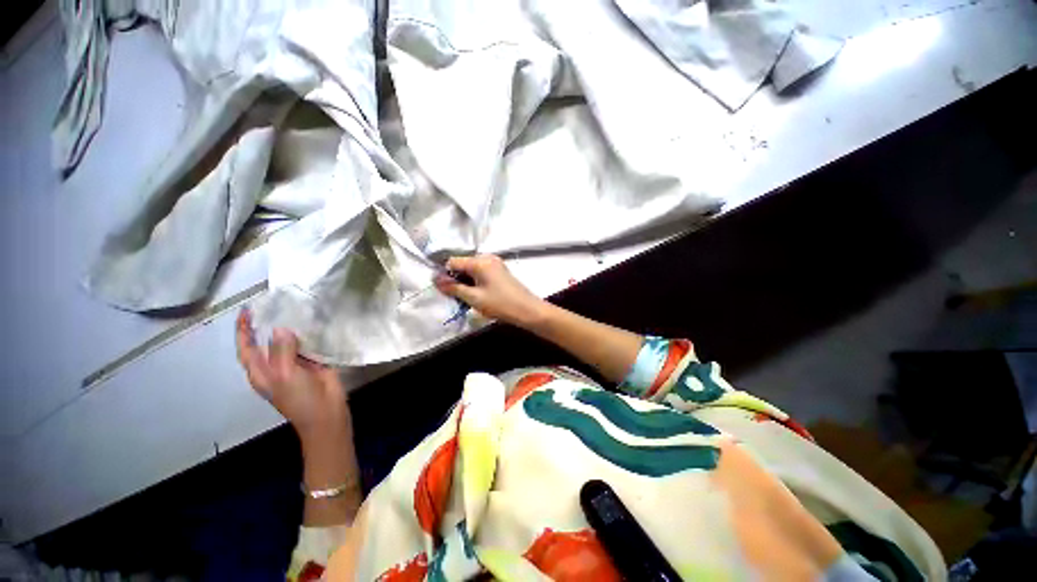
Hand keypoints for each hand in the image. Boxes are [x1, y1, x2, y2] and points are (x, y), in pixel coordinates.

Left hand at [235, 309, 349, 442]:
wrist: (327, 412)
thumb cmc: (299, 398)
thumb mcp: (285, 375)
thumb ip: (281, 351)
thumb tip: (279, 328)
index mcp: (261, 371)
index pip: (246, 348)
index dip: (243, 330)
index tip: (247, 311)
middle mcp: (276, 365)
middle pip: (268, 341)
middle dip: (268, 324)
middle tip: (275, 303)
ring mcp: (296, 363)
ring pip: (290, 341)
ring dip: (292, 327)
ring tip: (296, 307)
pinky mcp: (315, 361)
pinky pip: (310, 344)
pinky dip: (311, 333)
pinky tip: (316, 321)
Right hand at [434, 255, 547, 327]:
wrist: (527, 310)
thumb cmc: (500, 304)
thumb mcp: (473, 298)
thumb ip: (453, 288)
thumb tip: (435, 279)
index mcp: (479, 261)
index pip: (452, 261)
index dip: (445, 275)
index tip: (445, 291)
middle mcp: (487, 257)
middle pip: (462, 264)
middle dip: (456, 279)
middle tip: (457, 297)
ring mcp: (495, 263)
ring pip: (471, 270)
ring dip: (466, 282)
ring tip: (468, 298)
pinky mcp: (500, 271)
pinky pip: (481, 273)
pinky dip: (476, 282)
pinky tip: (478, 295)